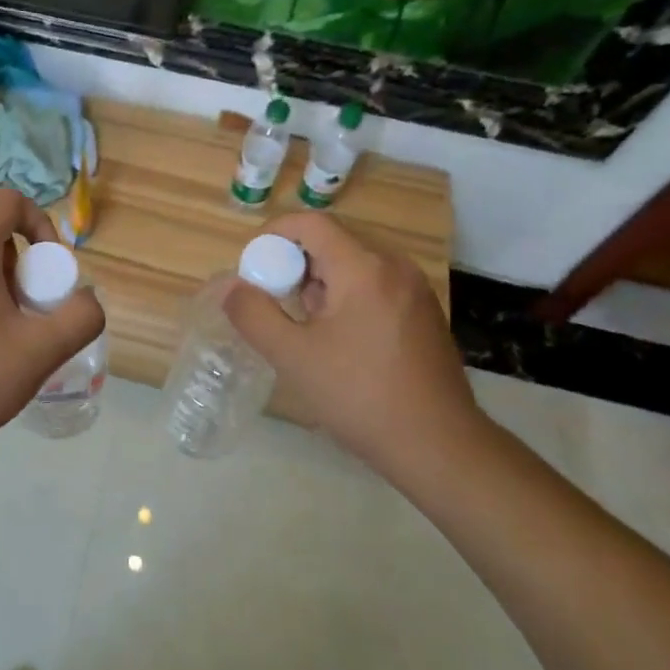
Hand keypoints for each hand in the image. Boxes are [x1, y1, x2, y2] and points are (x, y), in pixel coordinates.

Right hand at [223, 210, 479, 478]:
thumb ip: (253, 314)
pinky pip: (375, 286)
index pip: (312, 223)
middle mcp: (395, 267)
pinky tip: (339, 341)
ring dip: (320, 283)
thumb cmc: (359, 395)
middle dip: (295, 264)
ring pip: (354, 265)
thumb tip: (231, 286)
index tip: (252, 266)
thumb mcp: (293, 356)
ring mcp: (415, 290)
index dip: (274, 234)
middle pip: (333, 242)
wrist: (438, 445)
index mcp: (364, 268)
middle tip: (274, 302)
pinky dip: (346, 297)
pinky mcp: (424, 314)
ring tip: (304, 327)